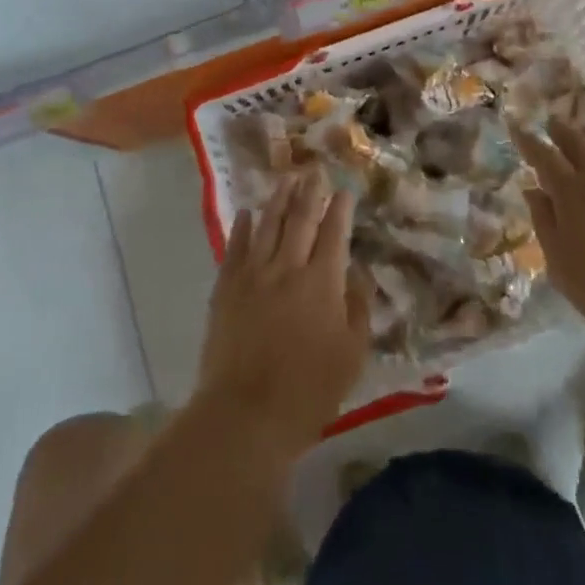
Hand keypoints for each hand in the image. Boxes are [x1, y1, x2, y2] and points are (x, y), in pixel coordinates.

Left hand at [194, 169, 370, 459]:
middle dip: (310, 191)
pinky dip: (242, 226)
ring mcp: (253, 274)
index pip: (334, 233)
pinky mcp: (226, 288)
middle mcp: (287, 267)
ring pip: (267, 224)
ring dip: (278, 198)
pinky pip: (234, 247)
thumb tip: (358, 272)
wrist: (245, 414)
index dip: (339, 208)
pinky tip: (246, 211)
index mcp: (322, 282)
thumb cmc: (308, 391)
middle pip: (300, 219)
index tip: (344, 189)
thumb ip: (358, 308)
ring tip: (287, 178)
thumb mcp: (352, 355)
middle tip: (315, 170)